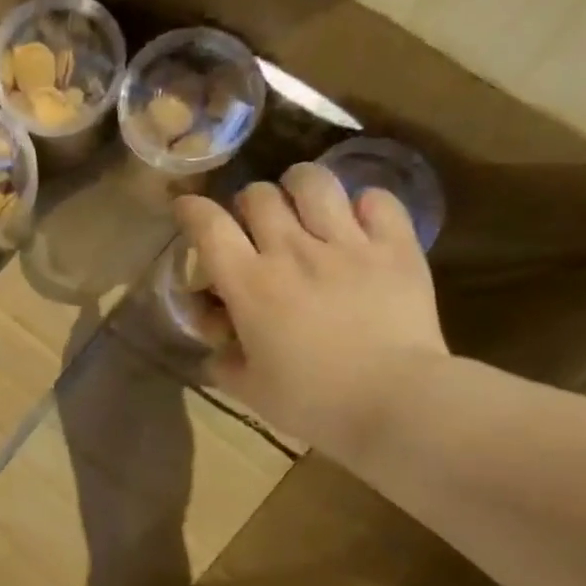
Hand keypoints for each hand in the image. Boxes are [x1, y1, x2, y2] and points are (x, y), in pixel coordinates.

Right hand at [175, 162, 447, 455]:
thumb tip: (219, 349)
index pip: (208, 226)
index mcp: (249, 285)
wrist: (398, 403)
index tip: (187, 209)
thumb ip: (225, 362)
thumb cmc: (314, 401)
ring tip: (303, 203)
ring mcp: (347, 244)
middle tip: (255, 225)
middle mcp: (292, 251)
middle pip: (258, 195)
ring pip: (314, 182)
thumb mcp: (250, 390)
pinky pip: (377, 200)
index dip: (191, 210)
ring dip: (299, 187)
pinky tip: (360, 221)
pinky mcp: (396, 248)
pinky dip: (364, 204)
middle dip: (247, 204)